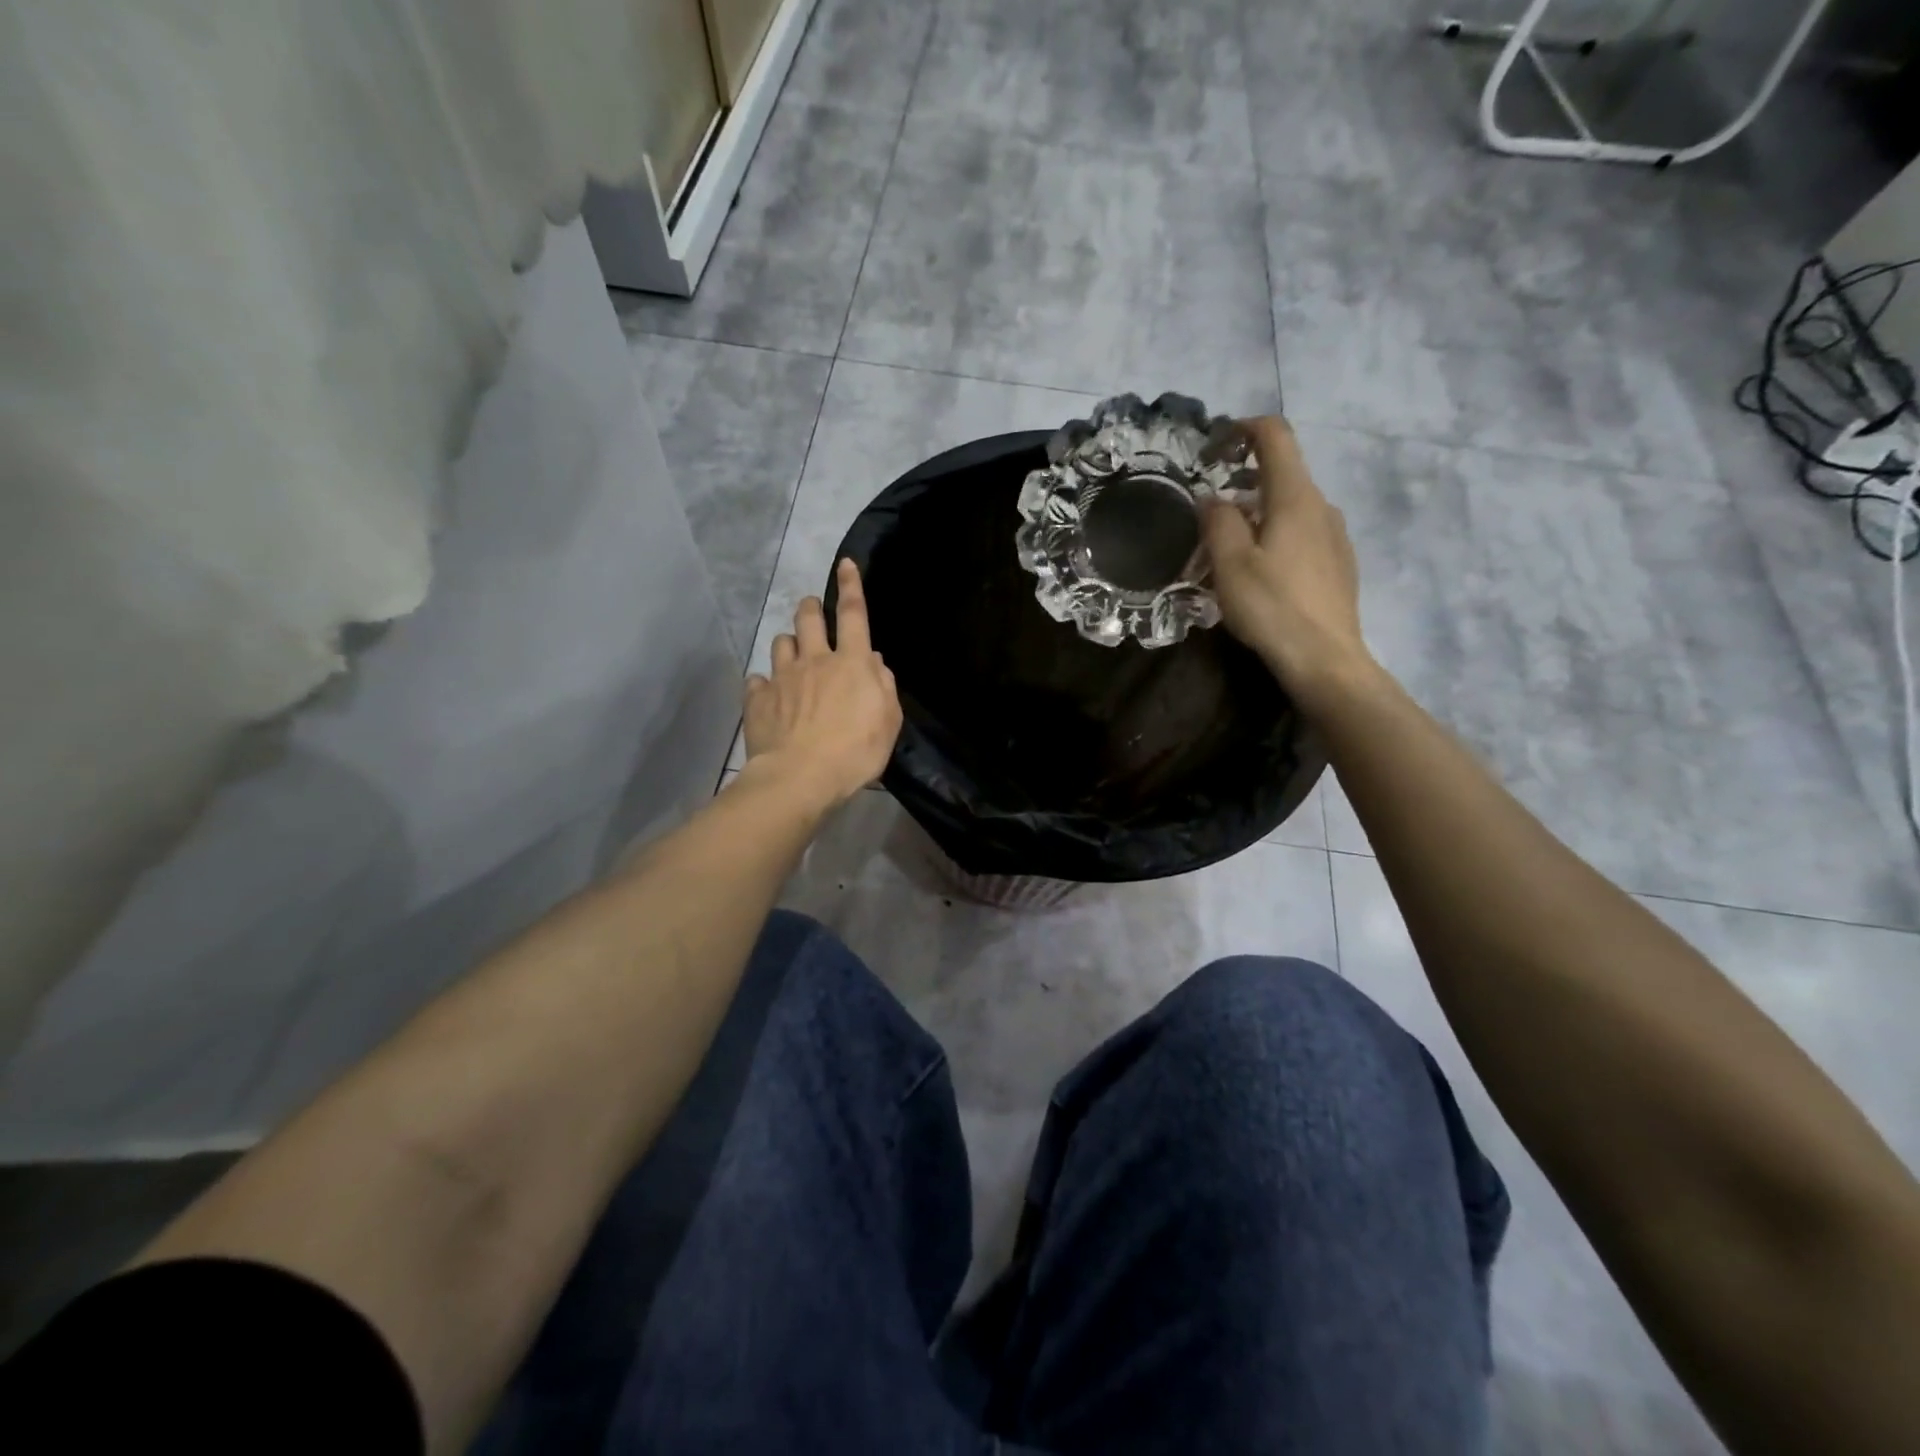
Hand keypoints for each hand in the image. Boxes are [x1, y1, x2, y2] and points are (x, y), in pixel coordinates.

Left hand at [743, 558, 902, 808]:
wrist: (800, 777)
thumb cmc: (855, 751)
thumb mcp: (888, 721)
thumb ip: (883, 686)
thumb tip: (873, 663)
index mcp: (851, 663)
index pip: (853, 614)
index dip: (851, 587)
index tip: (845, 565)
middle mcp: (814, 661)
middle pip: (809, 619)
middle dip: (811, 607)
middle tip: (812, 608)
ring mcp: (782, 679)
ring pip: (781, 643)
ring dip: (788, 643)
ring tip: (792, 654)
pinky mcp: (758, 700)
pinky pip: (757, 680)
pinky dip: (764, 683)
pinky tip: (768, 693)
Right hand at [1203, 417, 1373, 701]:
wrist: (1324, 659)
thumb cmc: (1272, 607)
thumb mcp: (1230, 564)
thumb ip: (1217, 522)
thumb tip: (1213, 499)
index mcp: (1295, 497)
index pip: (1275, 435)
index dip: (1243, 429)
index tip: (1214, 446)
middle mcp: (1321, 506)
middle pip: (1282, 473)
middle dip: (1243, 480)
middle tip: (1209, 511)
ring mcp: (1335, 535)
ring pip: (1291, 507)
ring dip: (1258, 513)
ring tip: (1229, 549)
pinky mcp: (1339, 563)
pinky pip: (1303, 533)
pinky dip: (1276, 535)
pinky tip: (1261, 572)